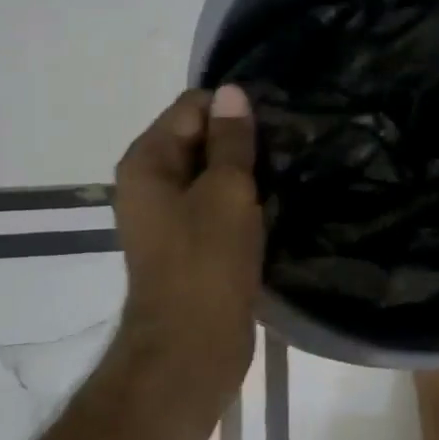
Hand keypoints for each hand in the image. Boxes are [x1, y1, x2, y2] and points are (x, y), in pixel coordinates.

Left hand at [111, 85, 264, 405]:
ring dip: (247, 169)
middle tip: (290, 145)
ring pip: (214, 171)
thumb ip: (231, 140)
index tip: (276, 122)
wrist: (191, 348)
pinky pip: (218, 201)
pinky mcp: (191, 240)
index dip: (233, 108)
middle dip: (242, 138)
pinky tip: (276, 200)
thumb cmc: (206, 262)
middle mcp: (151, 181)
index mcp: (148, 162)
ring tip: (290, 169)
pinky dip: (244, 197)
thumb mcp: (226, 191)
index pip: (192, 106)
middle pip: (201, 136)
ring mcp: (170, 213)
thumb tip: (233, 91)